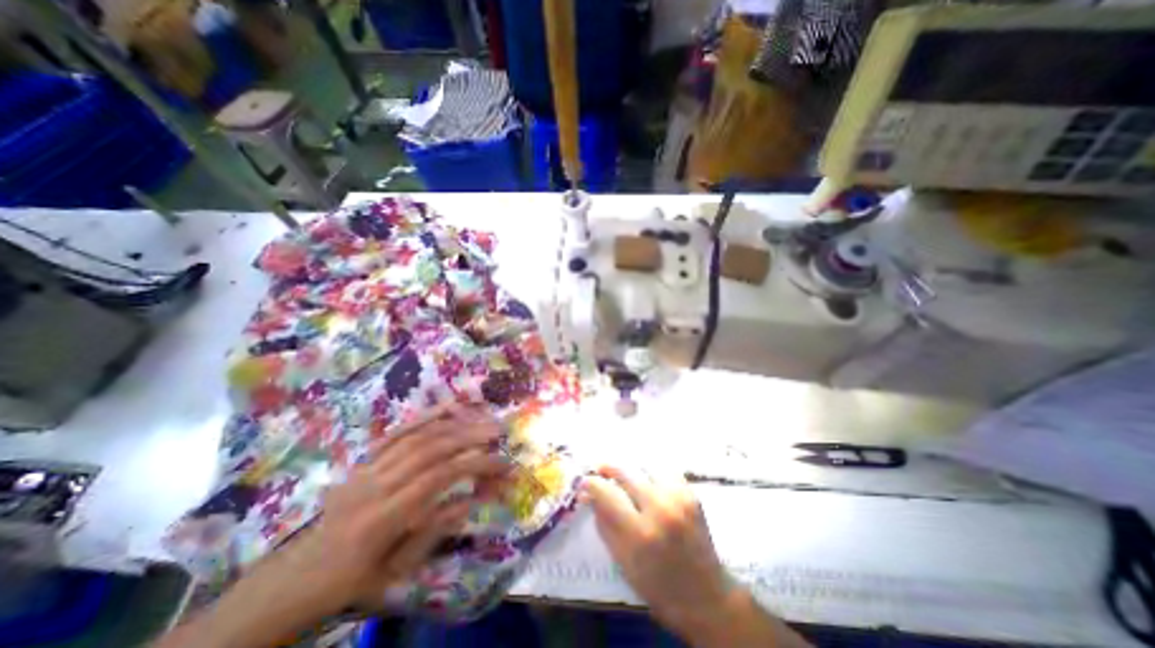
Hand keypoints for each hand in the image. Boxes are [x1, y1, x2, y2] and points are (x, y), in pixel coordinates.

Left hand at [154, 405, 505, 647]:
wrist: (300, 574)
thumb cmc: (354, 579)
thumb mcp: (396, 572)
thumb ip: (435, 531)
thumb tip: (471, 499)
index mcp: (381, 519)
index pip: (438, 478)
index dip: (474, 465)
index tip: (503, 462)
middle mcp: (375, 485)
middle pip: (429, 449)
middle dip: (470, 436)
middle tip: (499, 430)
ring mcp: (368, 467)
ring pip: (416, 435)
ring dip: (454, 422)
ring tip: (482, 415)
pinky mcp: (365, 459)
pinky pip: (399, 431)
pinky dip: (426, 416)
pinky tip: (448, 407)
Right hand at [582, 465, 733, 636]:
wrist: (705, 596)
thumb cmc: (658, 586)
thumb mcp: (623, 562)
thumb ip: (604, 524)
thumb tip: (589, 494)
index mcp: (640, 533)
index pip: (607, 493)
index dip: (592, 483)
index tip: (585, 482)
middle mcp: (660, 509)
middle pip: (625, 471)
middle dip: (609, 469)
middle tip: (601, 471)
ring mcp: (678, 498)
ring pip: (645, 466)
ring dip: (632, 471)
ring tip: (627, 480)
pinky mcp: (691, 494)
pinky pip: (665, 470)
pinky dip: (653, 473)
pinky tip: (649, 483)